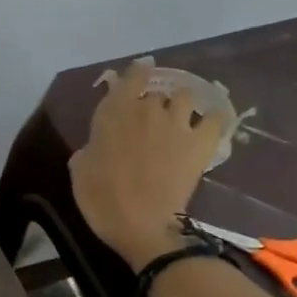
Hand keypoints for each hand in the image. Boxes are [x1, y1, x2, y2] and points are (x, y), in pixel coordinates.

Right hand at [70, 58, 230, 270]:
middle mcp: (148, 109)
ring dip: (181, 104)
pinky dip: (213, 119)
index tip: (140, 71)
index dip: (137, 72)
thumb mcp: (80, 170)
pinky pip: (216, 119)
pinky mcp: (201, 144)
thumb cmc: (101, 198)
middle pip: (156, 91)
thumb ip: (89, 148)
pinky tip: (209, 126)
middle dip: (152, 101)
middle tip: (148, 119)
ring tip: (179, 118)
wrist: (140, 224)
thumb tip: (96, 145)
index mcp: (114, 112)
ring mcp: (178, 124)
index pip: (131, 77)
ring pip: (186, 96)